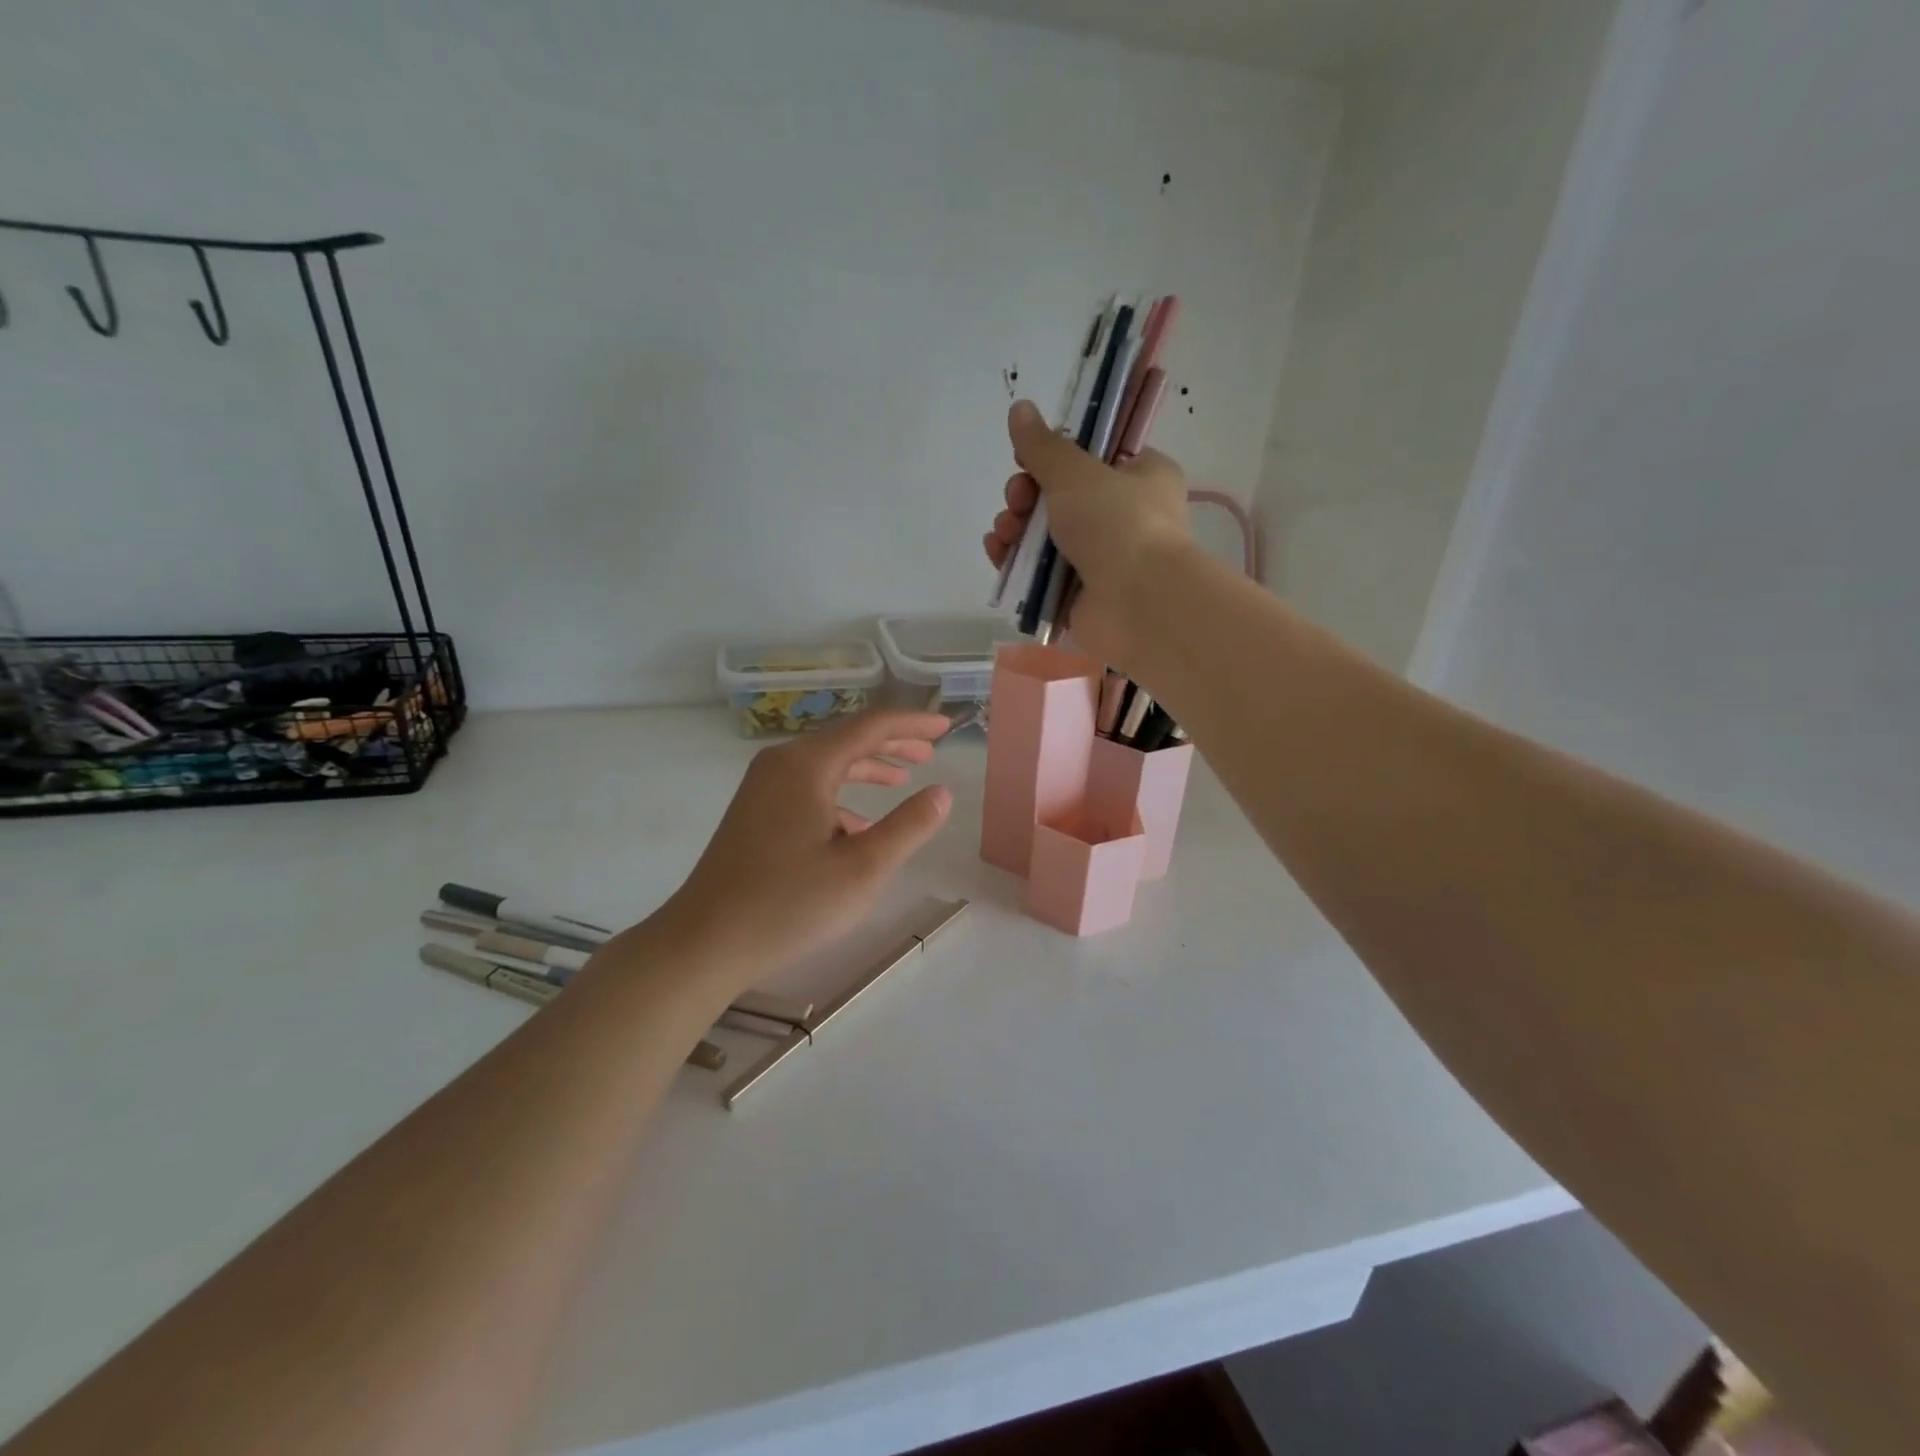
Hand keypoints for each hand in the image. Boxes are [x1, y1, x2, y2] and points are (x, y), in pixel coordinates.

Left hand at [654, 710, 953, 984]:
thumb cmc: (788, 904)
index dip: (913, 724)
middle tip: (931, 750)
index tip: (947, 727)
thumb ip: (909, 826)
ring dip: (867, 767)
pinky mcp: (755, 810)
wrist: (704, 941)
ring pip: (827, 763)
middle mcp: (782, 764)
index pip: (871, 726)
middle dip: (892, 743)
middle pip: (847, 739)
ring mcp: (763, 787)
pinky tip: (860, 824)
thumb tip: (942, 793)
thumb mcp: (863, 869)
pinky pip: (808, 786)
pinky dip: (841, 794)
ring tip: (903, 776)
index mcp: (807, 765)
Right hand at [985, 400, 1191, 667]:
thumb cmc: (1118, 524)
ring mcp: (1101, 560)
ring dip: (1016, 528)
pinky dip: (1017, 562)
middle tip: (1016, 499)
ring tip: (1005, 531)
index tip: (1025, 459)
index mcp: (1141, 477)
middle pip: (1061, 498)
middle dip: (1026, 496)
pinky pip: (1040, 574)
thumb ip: (1042, 446)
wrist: (1138, 604)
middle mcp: (1124, 518)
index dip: (1053, 457)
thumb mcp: (1076, 473)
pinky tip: (997, 552)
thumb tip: (1020, 408)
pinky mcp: (1079, 596)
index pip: (1092, 458)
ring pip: (1045, 537)